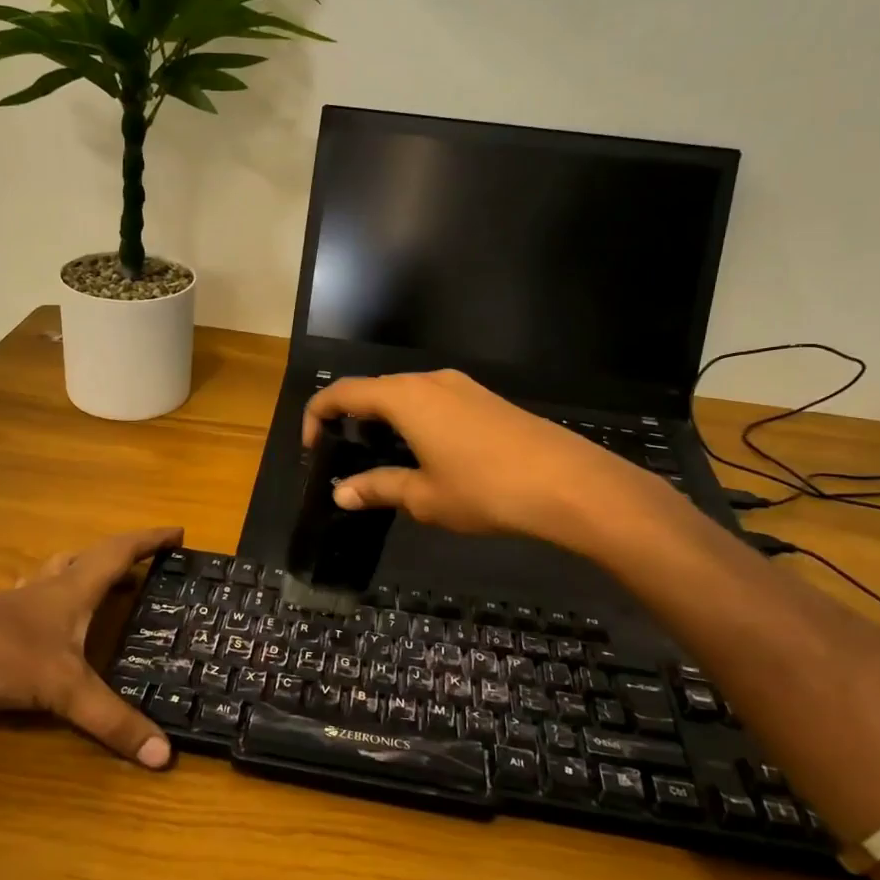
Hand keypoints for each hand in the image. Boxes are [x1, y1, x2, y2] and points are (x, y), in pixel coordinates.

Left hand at [0, 526, 182, 768]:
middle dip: (121, 557)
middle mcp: (47, 586)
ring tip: (100, 585)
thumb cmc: (2, 657)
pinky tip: (44, 616)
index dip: (151, 540)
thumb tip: (163, 755)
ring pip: (57, 572)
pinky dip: (50, 596)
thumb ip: (112, 720)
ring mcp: (17, 602)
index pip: (120, 552)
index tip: (178, 532)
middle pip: (90, 557)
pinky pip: (32, 596)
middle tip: (144, 568)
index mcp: (72, 589)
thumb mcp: (63, 690)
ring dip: (83, 571)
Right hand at [302, 370, 632, 538]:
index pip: (343, 393)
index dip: (317, 416)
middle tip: (344, 458)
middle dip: (350, 419)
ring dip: (384, 421)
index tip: (311, 450)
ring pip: (406, 395)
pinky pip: (434, 402)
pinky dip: (414, 422)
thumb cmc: (484, 489)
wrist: (568, 483)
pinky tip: (426, 456)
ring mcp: (462, 387)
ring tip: (382, 460)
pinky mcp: (486, 400)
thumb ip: (378, 488)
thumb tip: (341, 493)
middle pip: (374, 390)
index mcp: (404, 398)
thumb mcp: (424, 497)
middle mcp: (429, 381)